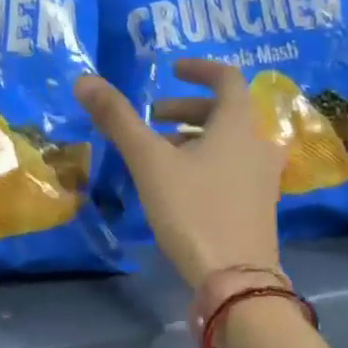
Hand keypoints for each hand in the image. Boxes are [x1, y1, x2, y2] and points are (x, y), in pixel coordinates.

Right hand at [74, 60, 283, 288]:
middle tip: (152, 118)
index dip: (198, 69)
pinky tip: (180, 185)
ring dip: (195, 136)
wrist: (236, 278)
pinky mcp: (259, 205)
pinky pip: (234, 166)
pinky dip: (208, 160)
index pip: (226, 77)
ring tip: (159, 153)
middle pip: (226, 111)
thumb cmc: (193, 210)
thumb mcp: (149, 162)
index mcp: (239, 123)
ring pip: (229, 141)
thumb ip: (118, 119)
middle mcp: (259, 143)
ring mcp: (263, 176)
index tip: (172, 70)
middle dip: (186, 109)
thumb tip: (84, 80)